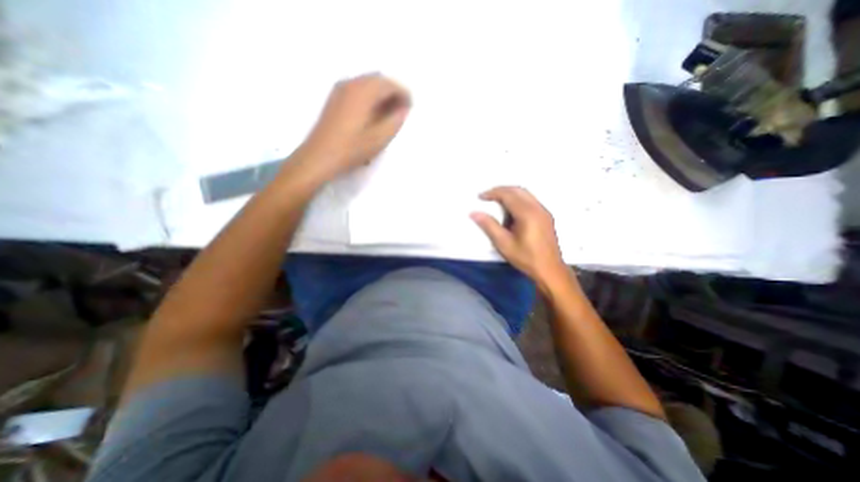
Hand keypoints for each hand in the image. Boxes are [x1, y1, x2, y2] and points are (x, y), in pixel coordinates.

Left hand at [299, 73, 410, 180]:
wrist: (319, 157)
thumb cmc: (351, 149)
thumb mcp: (379, 138)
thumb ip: (395, 121)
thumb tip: (404, 110)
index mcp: (363, 91)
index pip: (389, 84)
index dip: (403, 94)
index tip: (411, 107)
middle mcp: (350, 83)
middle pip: (377, 80)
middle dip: (392, 92)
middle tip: (402, 110)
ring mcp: (339, 90)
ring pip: (367, 84)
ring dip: (381, 95)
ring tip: (389, 113)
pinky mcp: (334, 99)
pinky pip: (357, 90)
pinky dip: (370, 98)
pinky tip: (373, 114)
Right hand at [469, 187, 569, 292]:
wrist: (550, 270)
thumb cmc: (526, 258)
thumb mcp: (504, 244)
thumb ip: (489, 226)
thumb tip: (474, 213)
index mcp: (527, 213)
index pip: (508, 194)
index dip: (493, 193)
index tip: (480, 197)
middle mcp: (537, 208)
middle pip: (518, 190)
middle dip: (501, 190)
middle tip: (487, 196)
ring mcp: (544, 211)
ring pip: (525, 194)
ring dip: (510, 194)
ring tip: (496, 202)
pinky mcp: (546, 216)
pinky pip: (530, 200)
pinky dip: (518, 199)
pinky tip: (511, 211)